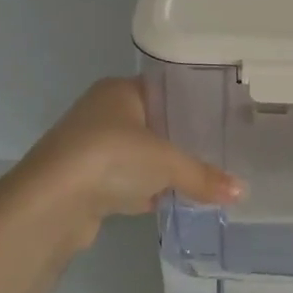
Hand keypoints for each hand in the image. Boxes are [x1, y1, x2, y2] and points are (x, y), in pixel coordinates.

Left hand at [6, 77, 241, 249]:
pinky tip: (171, 200)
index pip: (165, 89)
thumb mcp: (166, 162)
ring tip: (203, 176)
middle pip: (154, 123)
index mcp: (119, 91)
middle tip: (221, 149)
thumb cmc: (111, 159)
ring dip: (162, 168)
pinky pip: (126, 180)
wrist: (51, 203)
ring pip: (139, 154)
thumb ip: (203, 175)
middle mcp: (102, 112)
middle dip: (182, 139)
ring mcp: (91, 148)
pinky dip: (146, 190)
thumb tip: (242, 192)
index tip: (224, 118)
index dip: (194, 103)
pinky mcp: (86, 181)